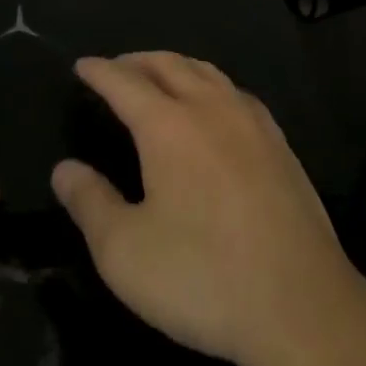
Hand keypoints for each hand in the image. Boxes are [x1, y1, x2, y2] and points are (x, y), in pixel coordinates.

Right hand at [51, 53, 365, 365]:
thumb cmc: (202, 277)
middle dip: (136, 61)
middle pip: (169, 65)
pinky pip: (235, 92)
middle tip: (115, 68)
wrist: (301, 304)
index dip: (99, 71)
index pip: (124, 82)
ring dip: (175, 66)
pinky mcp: (279, 143)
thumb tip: (64, 169)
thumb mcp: (125, 252)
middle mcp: (211, 107)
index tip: (81, 65)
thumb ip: (90, 202)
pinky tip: (213, 107)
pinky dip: (210, 85)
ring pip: (207, 72)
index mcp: (168, 125)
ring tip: (158, 77)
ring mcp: (251, 121)